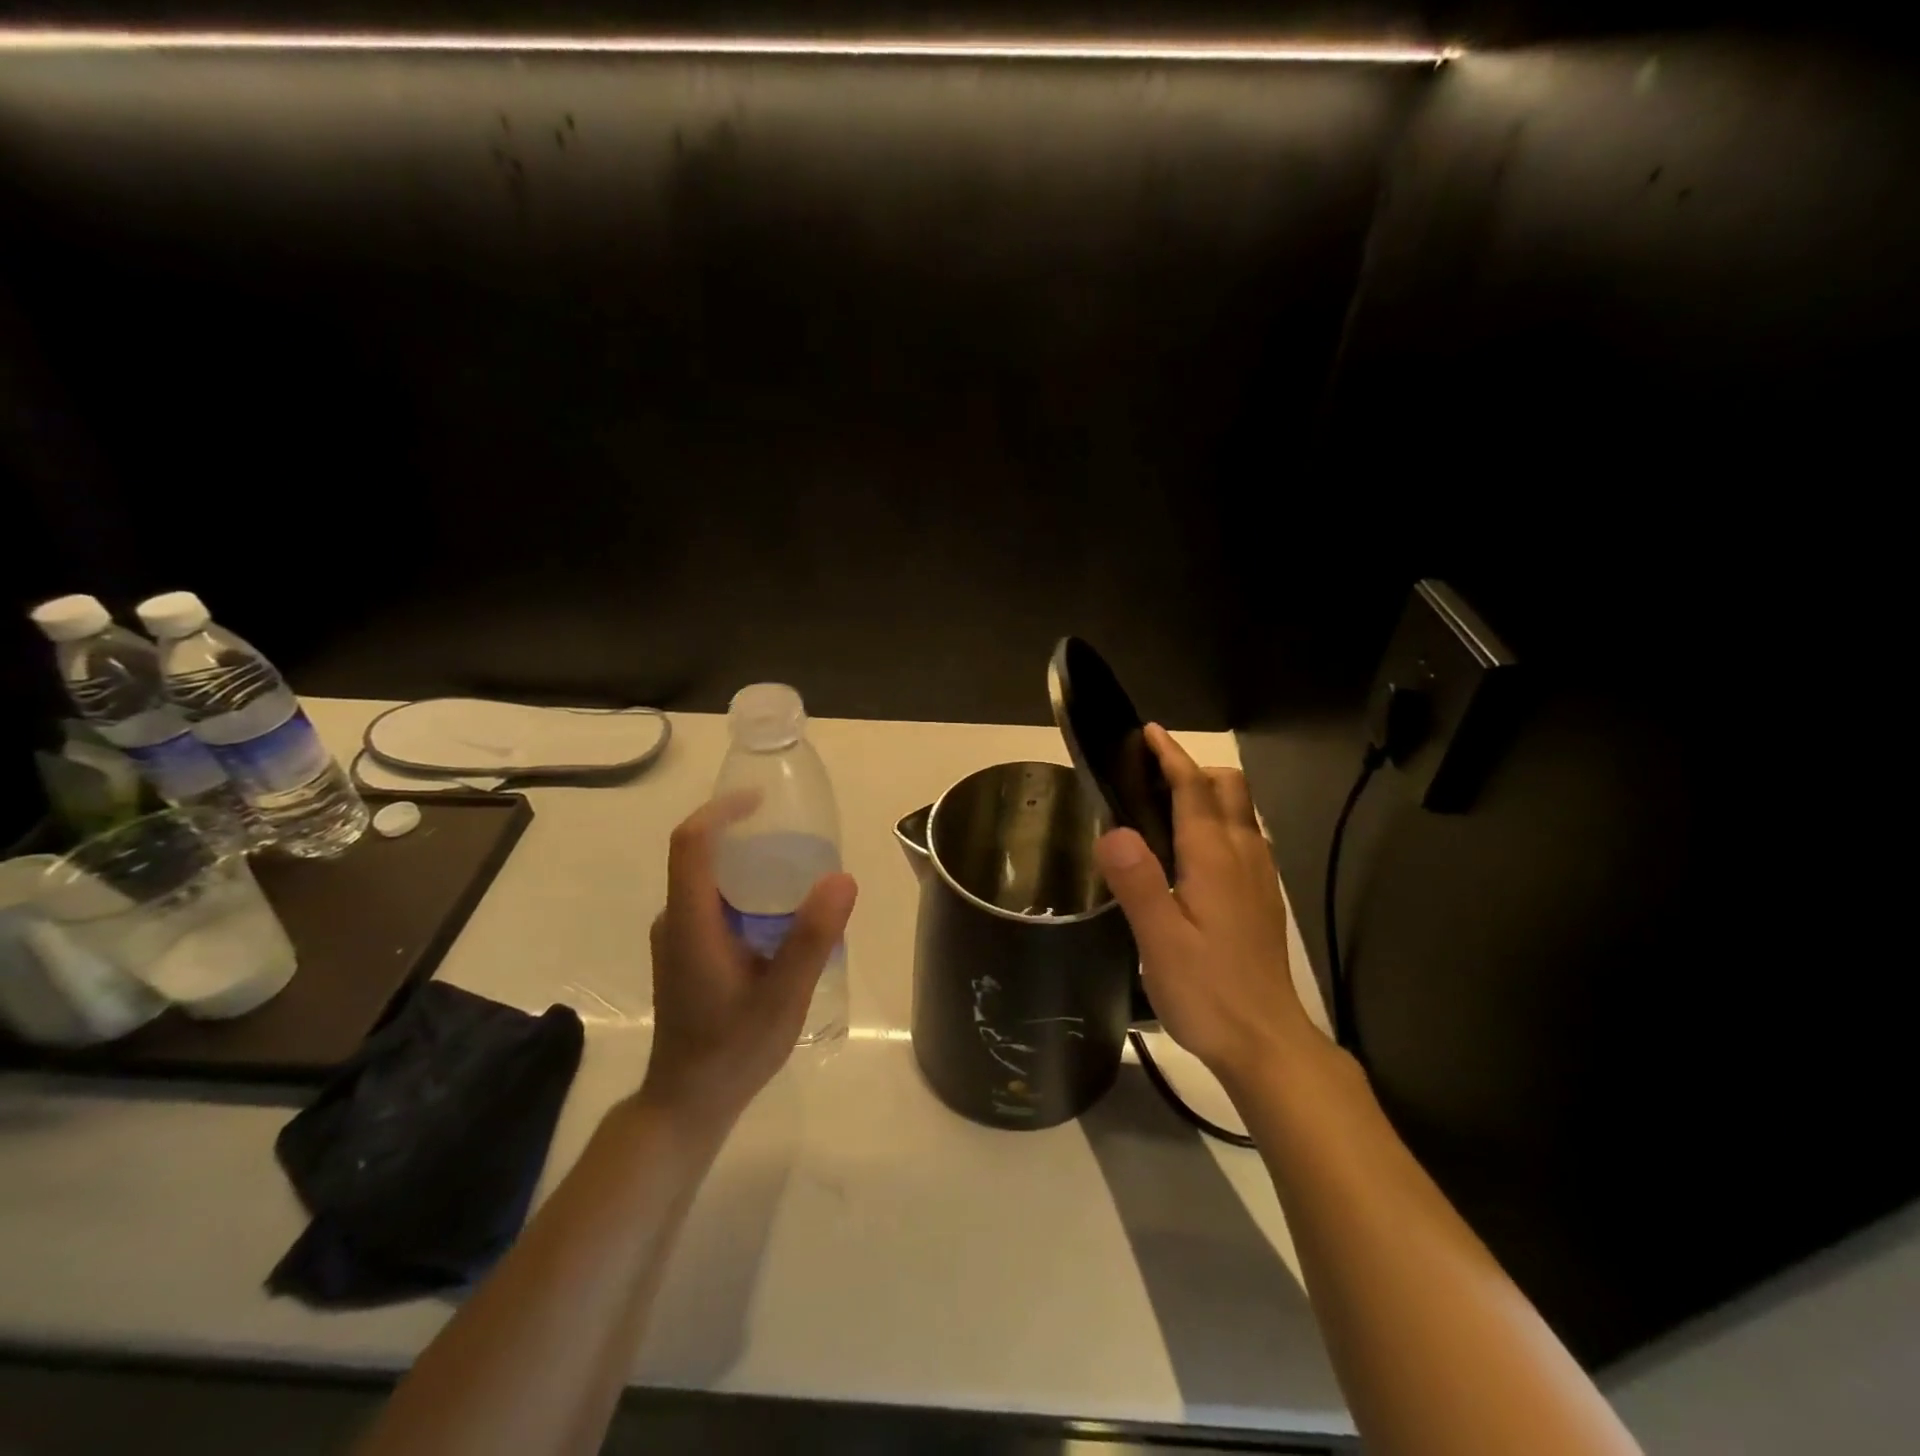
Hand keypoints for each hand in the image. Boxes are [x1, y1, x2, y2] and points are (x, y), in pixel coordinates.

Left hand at [641, 792, 857, 1130]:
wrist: (687, 1103)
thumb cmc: (733, 1050)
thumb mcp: (783, 997)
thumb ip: (811, 938)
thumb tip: (842, 877)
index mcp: (690, 922)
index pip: (691, 843)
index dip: (722, 810)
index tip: (763, 800)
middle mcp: (675, 920)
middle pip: (700, 854)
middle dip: (744, 833)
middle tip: (796, 836)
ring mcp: (677, 937)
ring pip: (707, 879)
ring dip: (746, 863)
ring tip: (796, 869)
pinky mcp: (686, 951)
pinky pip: (712, 901)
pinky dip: (744, 889)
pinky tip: (780, 913)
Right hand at [1093, 724, 1318, 1087]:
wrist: (1267, 1043)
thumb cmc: (1208, 991)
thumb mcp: (1160, 940)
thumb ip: (1137, 881)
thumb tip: (1112, 829)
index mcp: (1214, 858)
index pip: (1195, 789)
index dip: (1172, 756)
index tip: (1150, 732)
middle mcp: (1243, 857)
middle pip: (1229, 789)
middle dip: (1195, 769)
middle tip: (1150, 775)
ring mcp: (1259, 878)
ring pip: (1241, 813)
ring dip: (1209, 794)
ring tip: (1166, 807)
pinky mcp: (1263, 900)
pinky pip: (1244, 839)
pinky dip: (1220, 823)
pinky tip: (1195, 854)